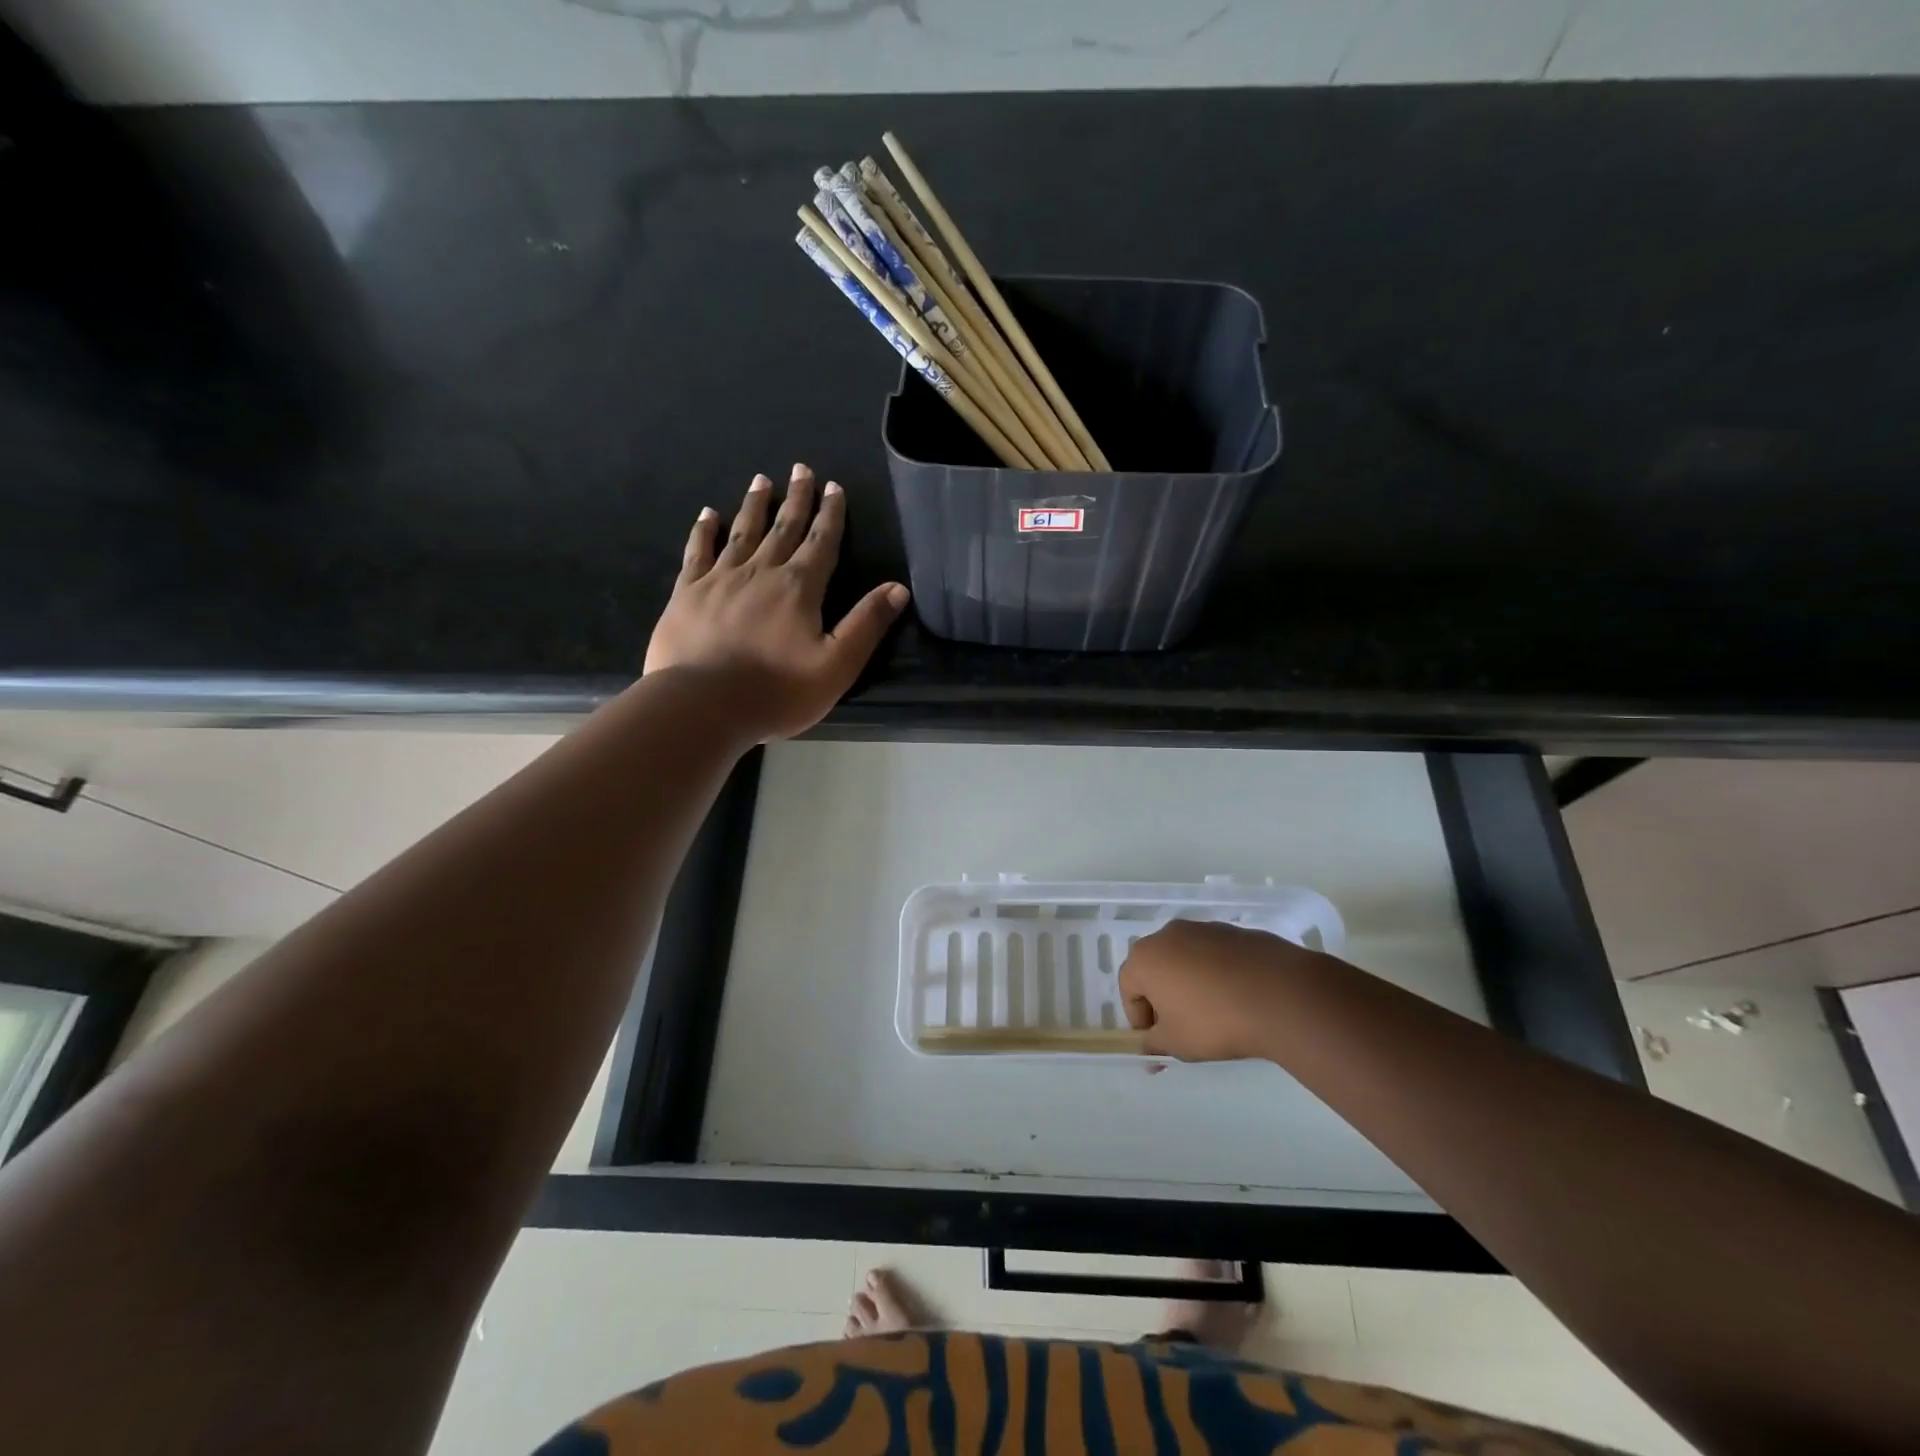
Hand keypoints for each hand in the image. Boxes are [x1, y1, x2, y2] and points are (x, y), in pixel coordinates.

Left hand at [645, 464, 910, 741]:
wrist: (703, 705)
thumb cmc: (777, 692)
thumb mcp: (837, 665)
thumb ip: (867, 624)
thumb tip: (898, 588)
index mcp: (799, 588)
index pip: (821, 543)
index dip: (830, 515)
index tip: (833, 487)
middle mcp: (761, 572)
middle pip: (783, 528)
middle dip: (796, 499)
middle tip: (801, 469)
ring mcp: (720, 579)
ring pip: (742, 533)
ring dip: (754, 506)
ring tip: (761, 480)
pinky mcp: (687, 593)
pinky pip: (697, 552)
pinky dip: (704, 531)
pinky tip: (707, 515)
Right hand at [1120, 919, 1322, 1061]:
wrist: (1281, 996)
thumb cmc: (1215, 1021)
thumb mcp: (1177, 1043)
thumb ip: (1154, 1044)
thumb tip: (1149, 1048)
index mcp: (1145, 958)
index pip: (1128, 987)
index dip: (1138, 1017)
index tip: (1157, 1040)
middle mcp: (1169, 935)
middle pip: (1155, 968)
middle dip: (1162, 997)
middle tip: (1180, 1026)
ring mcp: (1204, 929)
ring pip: (1185, 959)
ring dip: (1190, 982)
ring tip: (1213, 1012)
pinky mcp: (1235, 932)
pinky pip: (1215, 955)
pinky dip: (1217, 973)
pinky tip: (1237, 998)